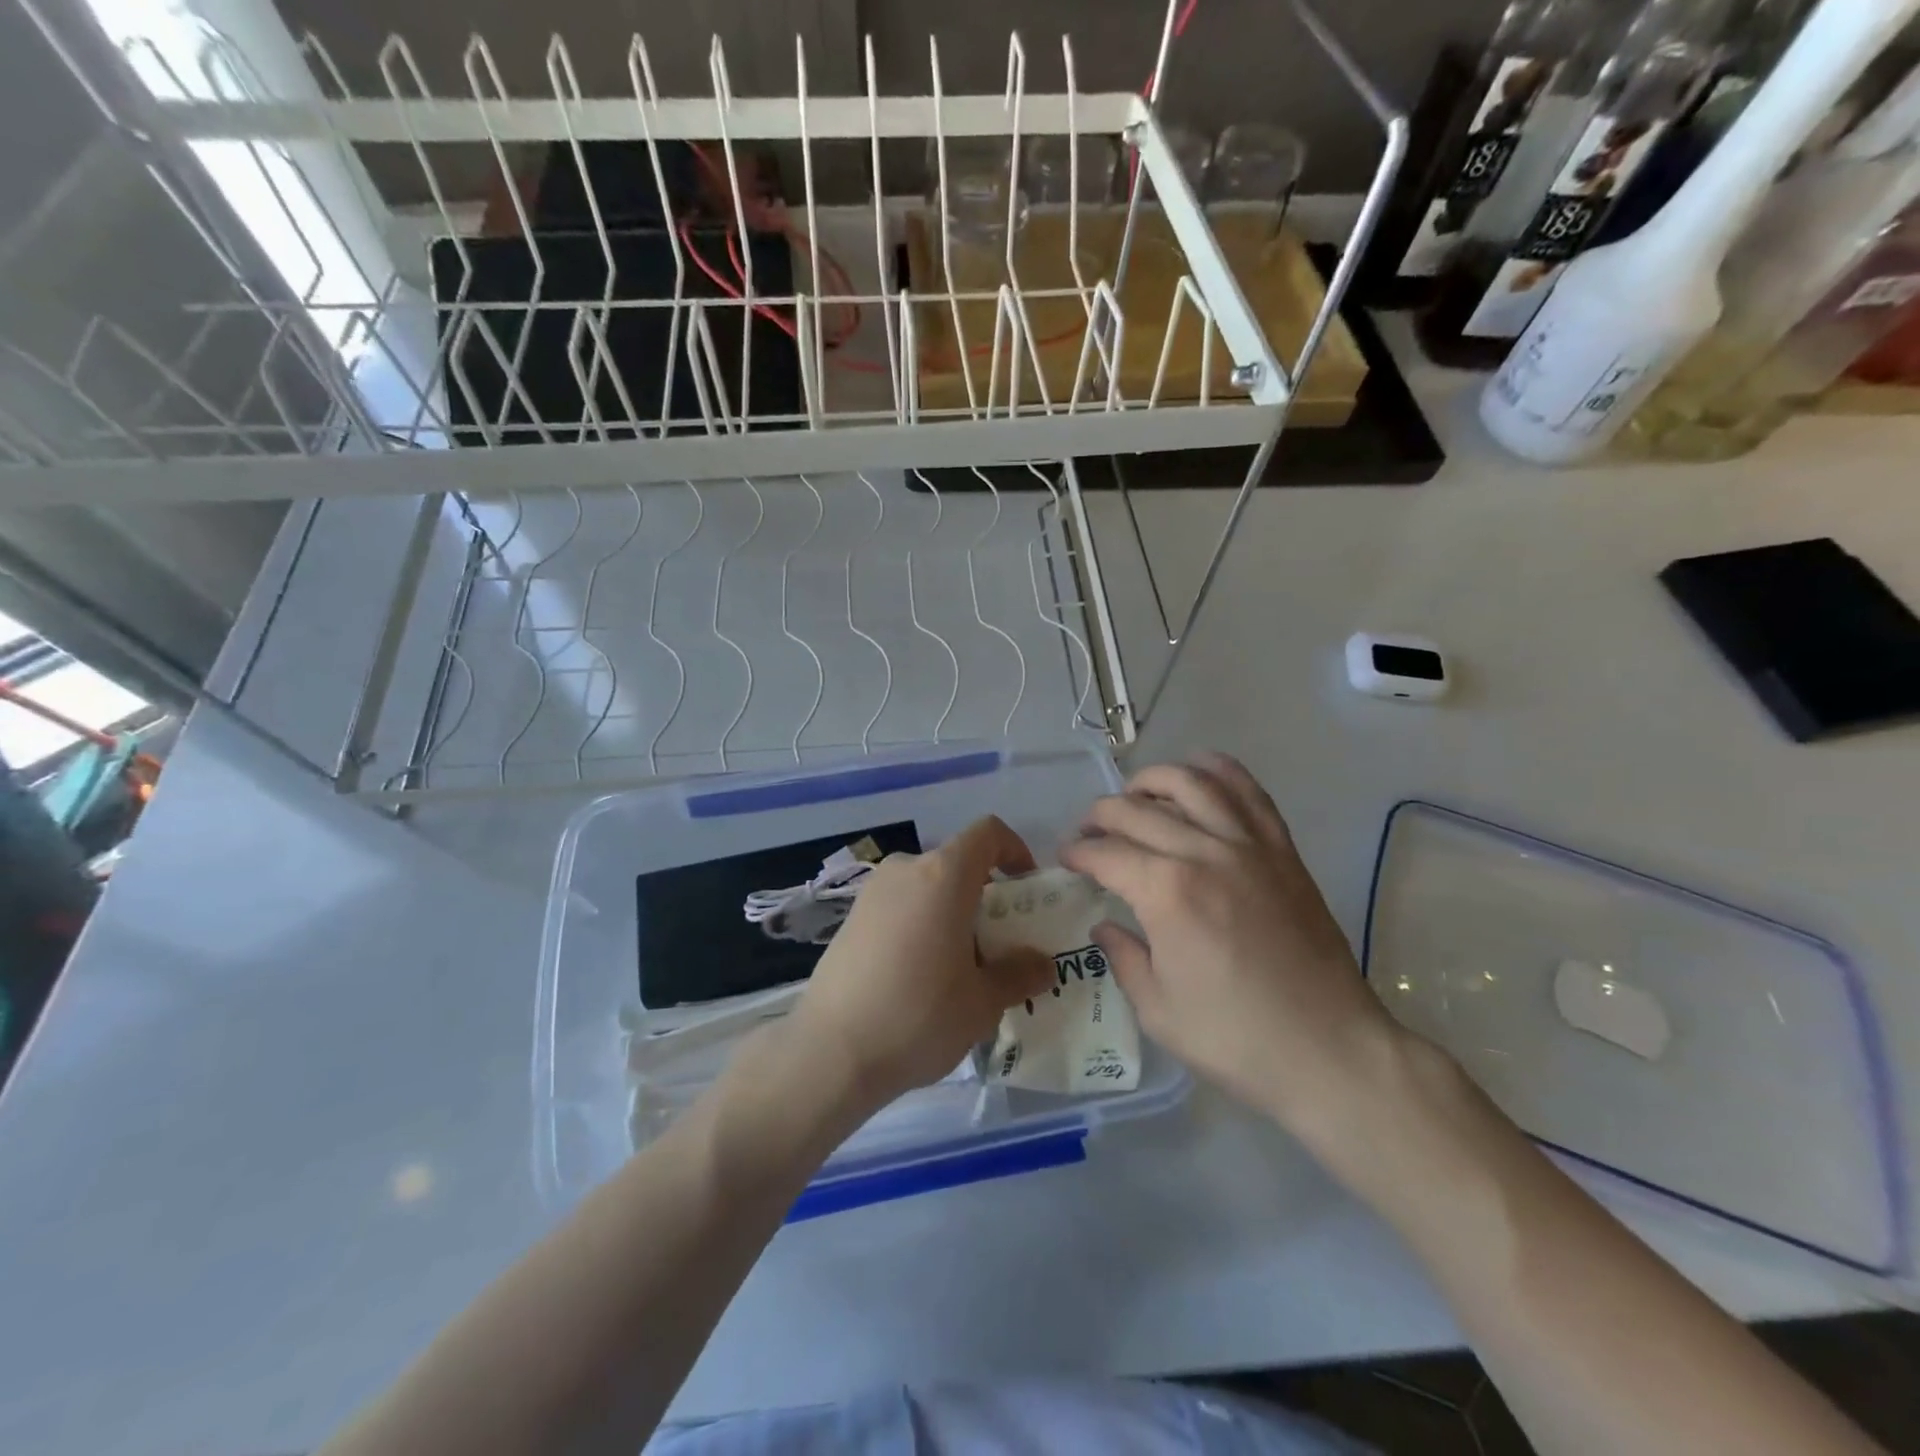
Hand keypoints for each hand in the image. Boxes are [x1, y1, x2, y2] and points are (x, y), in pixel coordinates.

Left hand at [787, 816, 1054, 1107]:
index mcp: (944, 875)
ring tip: (961, 968)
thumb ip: (1019, 975)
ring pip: (927, 888)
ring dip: (951, 913)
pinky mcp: (850, 919)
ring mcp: (872, 893)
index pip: (987, 833)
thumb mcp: (983, 1002)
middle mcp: (906, 870)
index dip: (1014, 850)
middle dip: (985, 896)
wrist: (831, 1052)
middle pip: (957, 864)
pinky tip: (919, 977)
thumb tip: (1041, 964)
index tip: (1026, 888)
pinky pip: (900, 907)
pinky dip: (920, 925)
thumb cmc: (919, 1015)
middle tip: (1000, 944)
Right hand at [1059, 753, 1399, 1133]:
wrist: (1329, 1051)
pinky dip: (1220, 771)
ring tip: (1134, 794)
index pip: (1106, 853)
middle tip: (1088, 832)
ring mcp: (1249, 846)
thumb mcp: (1158, 1009)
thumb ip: (1122, 957)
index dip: (1078, 853)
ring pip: (1191, 783)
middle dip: (1101, 815)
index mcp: (1166, 892)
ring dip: (1152, 779)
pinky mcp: (1282, 851)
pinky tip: (1199, 770)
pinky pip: (1249, 793)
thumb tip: (1104, 925)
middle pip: (1138, 811)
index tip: (1065, 859)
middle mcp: (1204, 853)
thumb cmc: (1235, 1038)